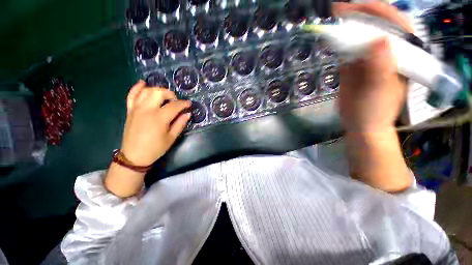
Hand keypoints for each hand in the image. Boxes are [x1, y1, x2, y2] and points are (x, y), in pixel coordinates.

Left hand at [121, 80, 190, 165]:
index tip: (189, 104)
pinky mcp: (130, 110)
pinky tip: (142, 83)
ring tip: (164, 96)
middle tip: (176, 101)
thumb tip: (187, 114)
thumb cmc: (155, 148)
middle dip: (170, 94)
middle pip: (159, 93)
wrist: (134, 156)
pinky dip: (137, 88)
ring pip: (146, 91)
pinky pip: (131, 95)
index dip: (183, 104)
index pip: (174, 105)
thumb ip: (180, 124)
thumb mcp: (171, 138)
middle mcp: (147, 109)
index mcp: (159, 118)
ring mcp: (136, 109)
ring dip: (157, 90)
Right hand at [334, 2, 411, 132]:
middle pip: (375, 26)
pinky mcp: (354, 67)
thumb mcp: (379, 90)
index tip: (357, 7)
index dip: (378, 12)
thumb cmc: (374, 110)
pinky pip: (347, 51)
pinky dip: (339, 44)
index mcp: (401, 55)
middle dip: (359, 17)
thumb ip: (381, 67)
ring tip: (333, 22)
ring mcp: (368, 59)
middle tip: (339, 11)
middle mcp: (386, 52)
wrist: (360, 123)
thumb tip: (378, 41)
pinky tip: (331, 40)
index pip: (395, 24)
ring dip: (346, 29)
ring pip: (359, 38)